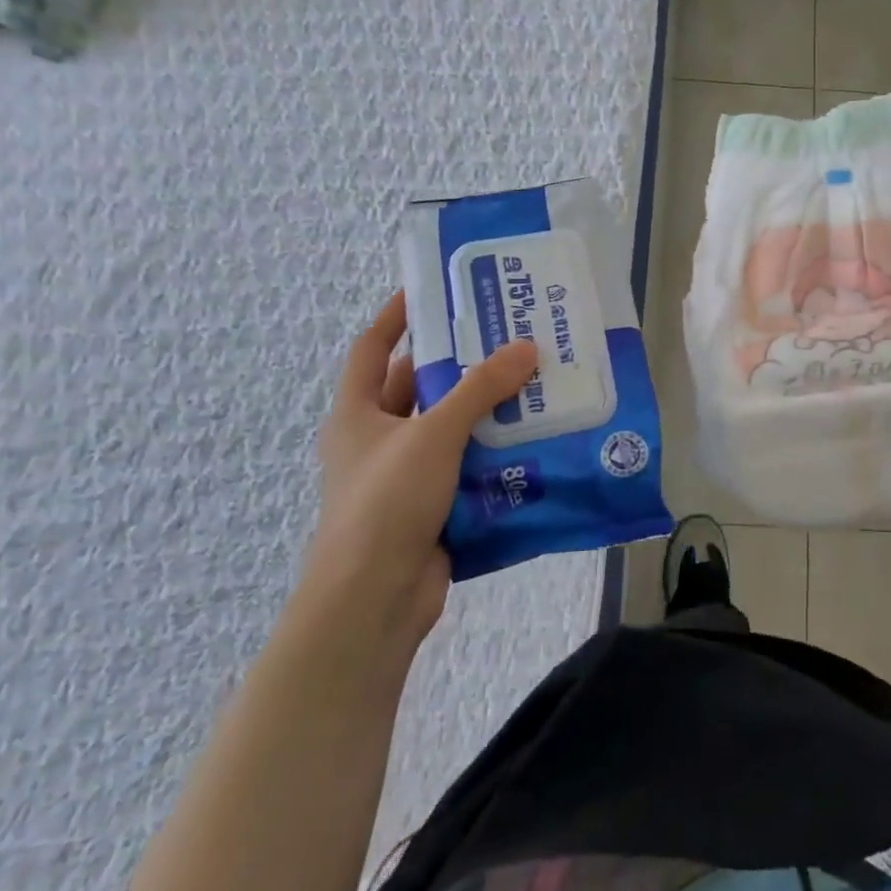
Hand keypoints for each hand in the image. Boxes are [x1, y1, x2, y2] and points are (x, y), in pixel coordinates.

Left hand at [308, 292, 537, 643]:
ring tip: (532, 381)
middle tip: (505, 336)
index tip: (432, 290)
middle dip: (457, 362)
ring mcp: (404, 475)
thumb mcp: (434, 434)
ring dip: (484, 408)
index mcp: (357, 413)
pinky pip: (466, 465)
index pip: (373, 348)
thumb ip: (480, 389)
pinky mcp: (431, 506)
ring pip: (448, 428)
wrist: (373, 600)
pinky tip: (533, 437)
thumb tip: (526, 347)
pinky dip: (493, 451)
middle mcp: (377, 439)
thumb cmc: (387, 502)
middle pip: (418, 386)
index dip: (397, 316)